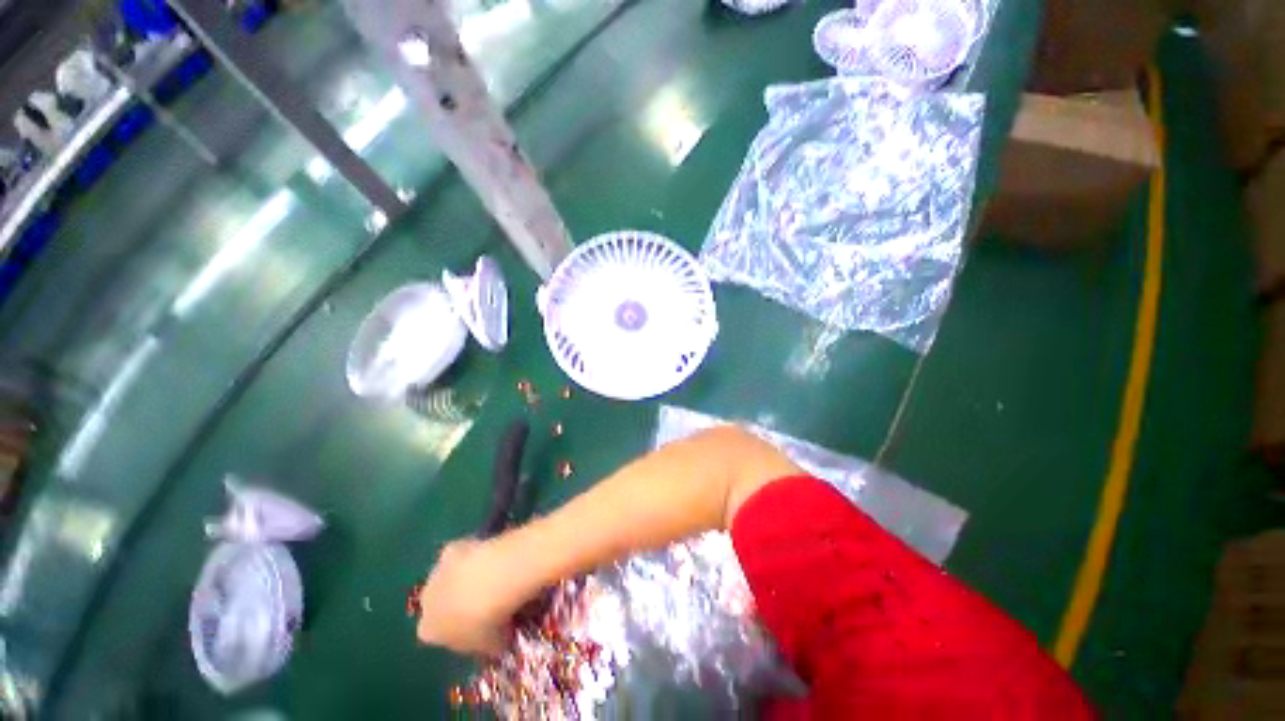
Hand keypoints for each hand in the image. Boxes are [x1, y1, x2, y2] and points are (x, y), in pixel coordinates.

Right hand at [415, 539, 519, 654]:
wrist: (492, 580)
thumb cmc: (490, 621)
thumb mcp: (491, 644)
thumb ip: (488, 644)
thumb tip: (497, 641)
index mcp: (427, 631)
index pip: (438, 635)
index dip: (460, 632)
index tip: (481, 628)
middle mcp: (425, 601)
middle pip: (439, 603)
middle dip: (457, 602)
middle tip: (486, 601)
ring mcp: (436, 572)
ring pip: (447, 577)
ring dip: (463, 577)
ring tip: (493, 576)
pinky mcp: (451, 548)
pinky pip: (461, 553)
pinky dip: (473, 554)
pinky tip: (492, 556)